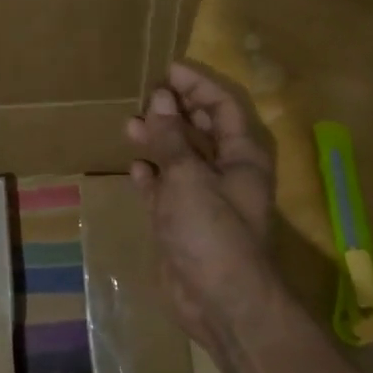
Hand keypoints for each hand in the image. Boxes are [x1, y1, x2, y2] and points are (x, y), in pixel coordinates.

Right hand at [126, 63, 289, 354]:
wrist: (220, 302)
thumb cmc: (212, 230)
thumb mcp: (189, 177)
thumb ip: (171, 137)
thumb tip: (159, 99)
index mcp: (241, 156)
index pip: (222, 106)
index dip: (197, 85)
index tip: (168, 71)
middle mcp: (226, 172)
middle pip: (201, 129)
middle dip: (175, 111)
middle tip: (145, 97)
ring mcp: (204, 198)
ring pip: (180, 158)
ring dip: (158, 140)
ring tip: (130, 126)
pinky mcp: (184, 222)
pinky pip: (166, 190)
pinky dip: (152, 177)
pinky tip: (136, 169)